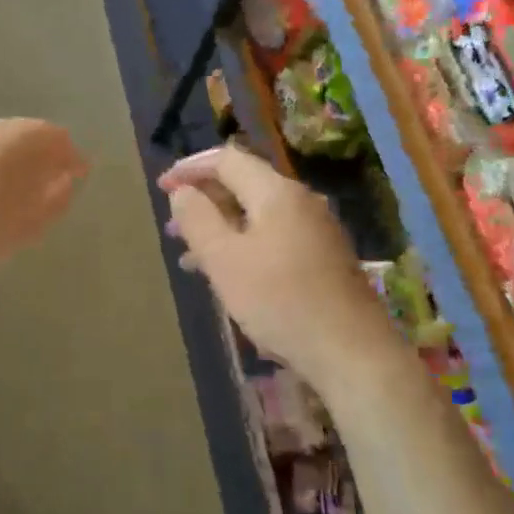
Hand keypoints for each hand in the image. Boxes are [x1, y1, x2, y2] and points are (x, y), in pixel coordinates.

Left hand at [0, 118, 87, 306]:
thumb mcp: (20, 228)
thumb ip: (52, 198)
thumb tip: (67, 178)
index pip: (47, 134)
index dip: (68, 153)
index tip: (79, 174)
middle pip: (14, 133)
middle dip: (34, 156)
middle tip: (46, 184)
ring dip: (2, 161)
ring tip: (8, 192)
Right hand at [159, 146, 392, 389]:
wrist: (352, 353)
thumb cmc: (280, 301)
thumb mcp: (224, 259)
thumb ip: (197, 219)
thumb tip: (183, 192)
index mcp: (276, 192)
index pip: (226, 159)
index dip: (190, 168)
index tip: (162, 188)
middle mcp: (300, 201)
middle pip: (243, 184)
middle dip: (203, 201)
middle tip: (172, 226)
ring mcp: (316, 230)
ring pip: (256, 215)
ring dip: (220, 228)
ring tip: (189, 257)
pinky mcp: (323, 258)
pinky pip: (273, 237)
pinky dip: (243, 245)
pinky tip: (228, 276)